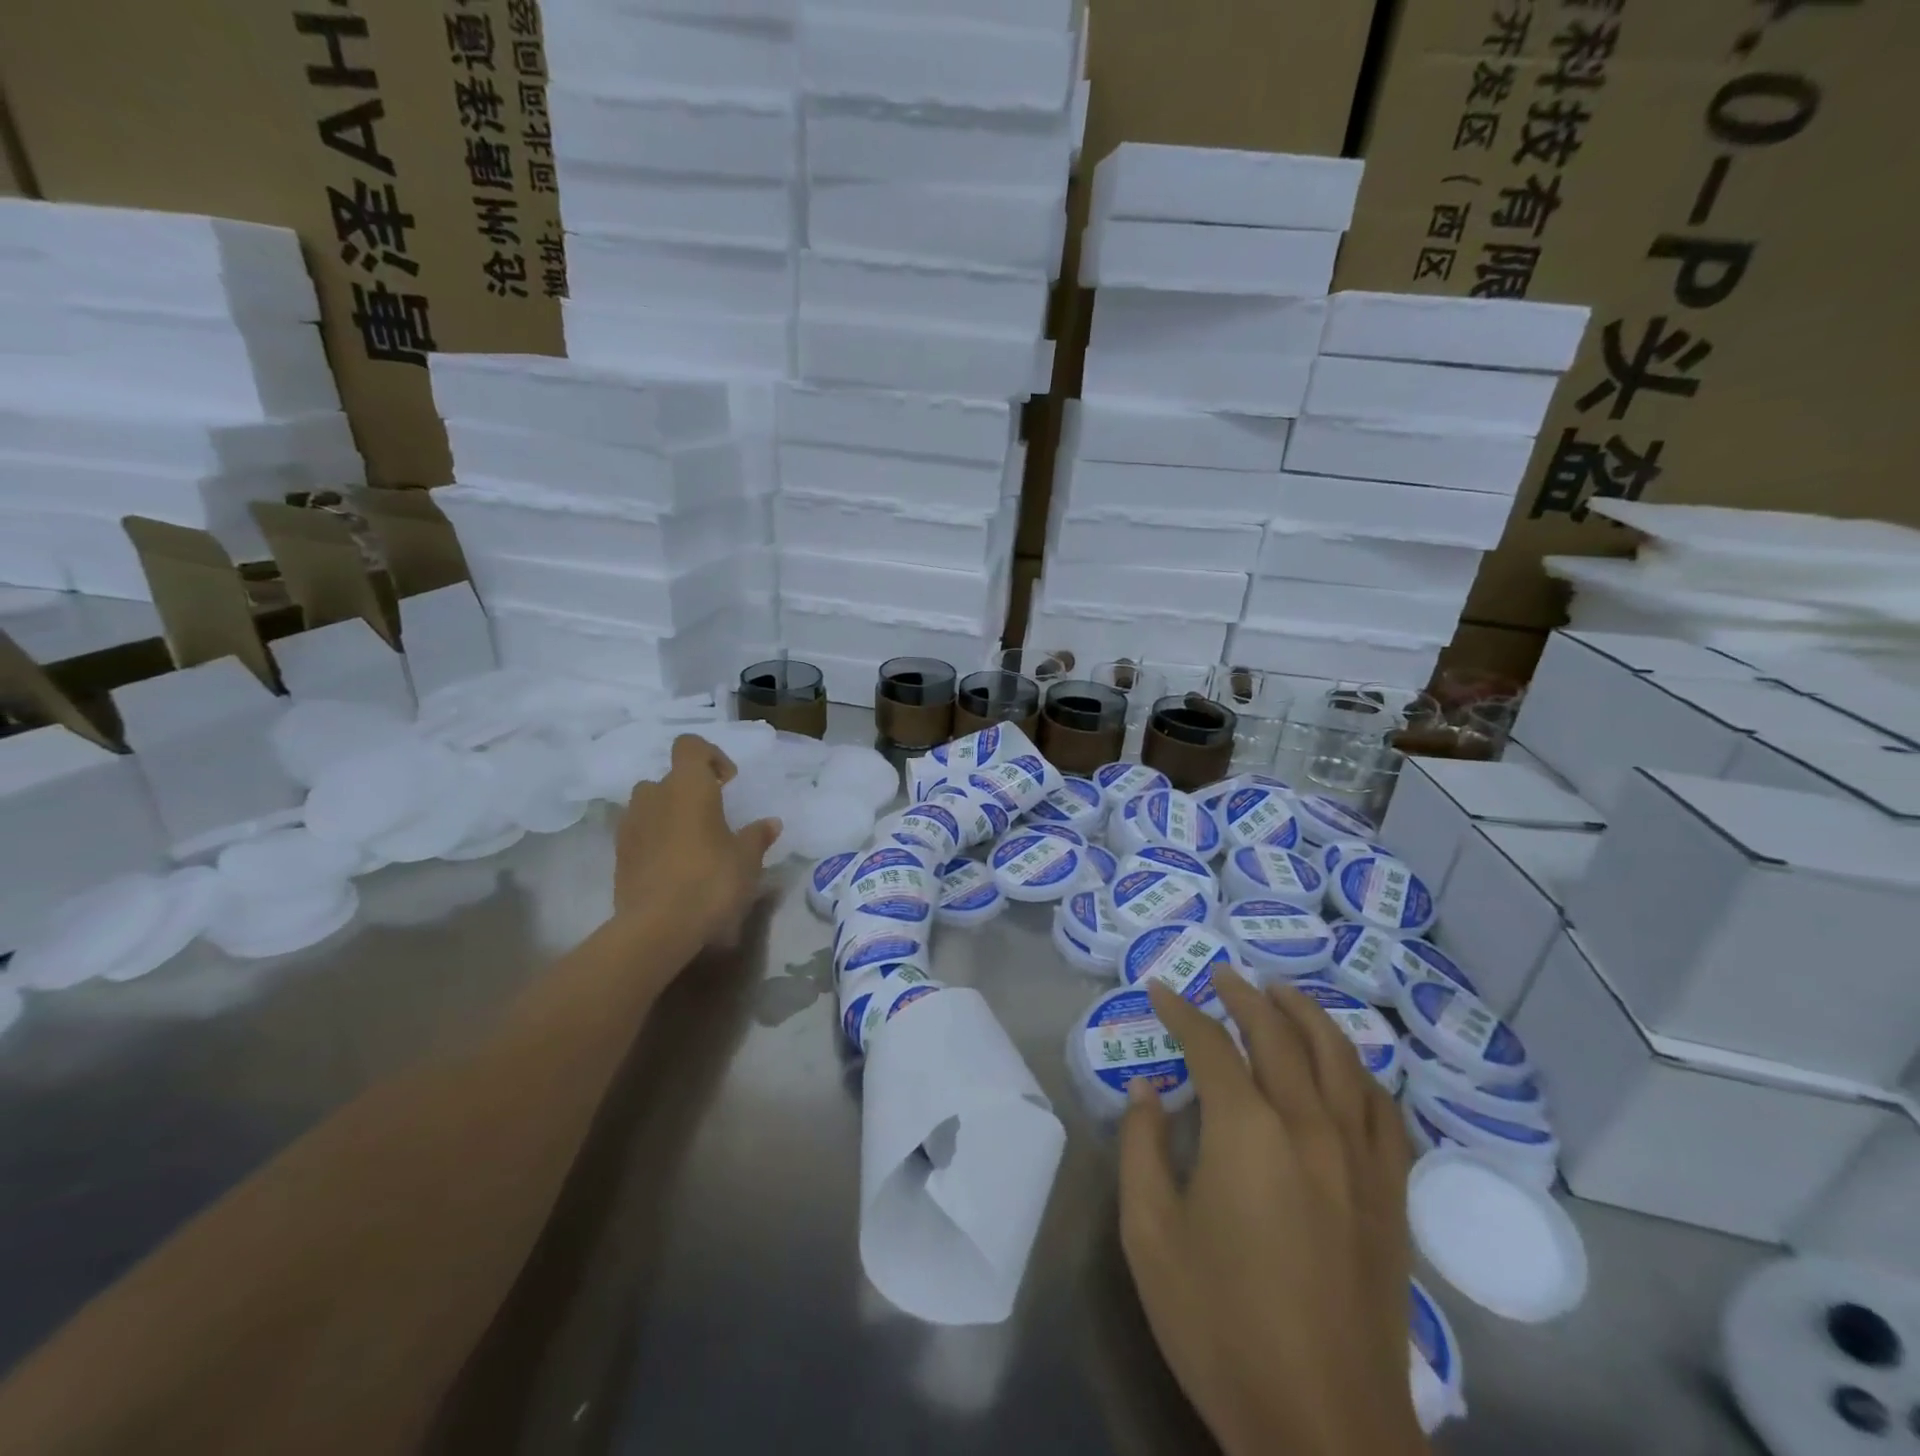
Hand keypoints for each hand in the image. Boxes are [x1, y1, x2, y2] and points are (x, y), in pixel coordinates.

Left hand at [617, 735, 780, 947]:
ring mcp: (631, 824)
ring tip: (691, 842)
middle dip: (689, 791)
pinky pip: (639, 833)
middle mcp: (655, 796)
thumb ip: (757, 836)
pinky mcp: (619, 854)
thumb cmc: (711, 881)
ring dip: (668, 814)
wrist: (658, 927)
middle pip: (669, 778)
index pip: (690, 746)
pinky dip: (654, 839)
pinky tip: (673, 866)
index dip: (711, 756)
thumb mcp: (747, 859)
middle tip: (712, 819)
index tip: (728, 783)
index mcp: (689, 787)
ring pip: (650, 805)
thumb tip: (770, 823)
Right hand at [1120, 969, 1423, 1455]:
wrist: (1324, 1428)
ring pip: (1341, 1059)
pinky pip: (1384, 1112)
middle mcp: (1309, 1126)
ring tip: (1283, 993)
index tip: (1159, 989)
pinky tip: (1348, 1068)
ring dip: (1308, 1015)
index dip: (1180, 1010)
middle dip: (1245, 996)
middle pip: (1279, 1036)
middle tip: (1222, 975)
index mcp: (1247, 1130)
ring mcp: (1359, 1160)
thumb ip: (1141, 1147)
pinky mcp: (1390, 1197)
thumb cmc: (1221, 1325)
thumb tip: (1148, 1090)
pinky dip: (1362, 1074)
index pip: (1210, 1044)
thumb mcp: (1150, 1234)